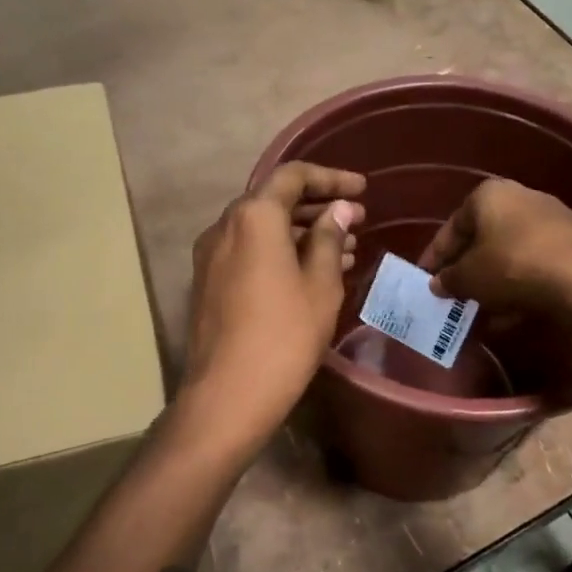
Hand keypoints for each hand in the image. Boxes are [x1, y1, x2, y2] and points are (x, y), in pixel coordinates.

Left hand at [182, 163, 365, 447]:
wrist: (228, 394)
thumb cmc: (285, 335)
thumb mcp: (320, 285)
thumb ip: (329, 238)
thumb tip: (338, 210)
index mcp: (254, 217)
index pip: (293, 176)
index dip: (331, 178)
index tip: (363, 190)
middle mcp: (224, 227)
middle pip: (274, 201)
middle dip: (317, 208)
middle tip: (357, 222)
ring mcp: (210, 256)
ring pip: (262, 231)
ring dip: (301, 234)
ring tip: (345, 251)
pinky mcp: (208, 283)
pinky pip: (249, 253)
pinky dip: (280, 254)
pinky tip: (312, 274)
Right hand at [417, 179, 571, 324]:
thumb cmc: (513, 267)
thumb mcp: (469, 278)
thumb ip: (449, 279)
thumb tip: (438, 283)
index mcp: (490, 195)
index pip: (452, 226)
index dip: (435, 256)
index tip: (425, 279)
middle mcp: (523, 197)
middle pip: (484, 237)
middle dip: (468, 268)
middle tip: (454, 295)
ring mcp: (555, 219)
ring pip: (512, 253)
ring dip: (494, 282)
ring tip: (482, 312)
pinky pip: (538, 266)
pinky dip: (522, 287)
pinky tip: (514, 314)